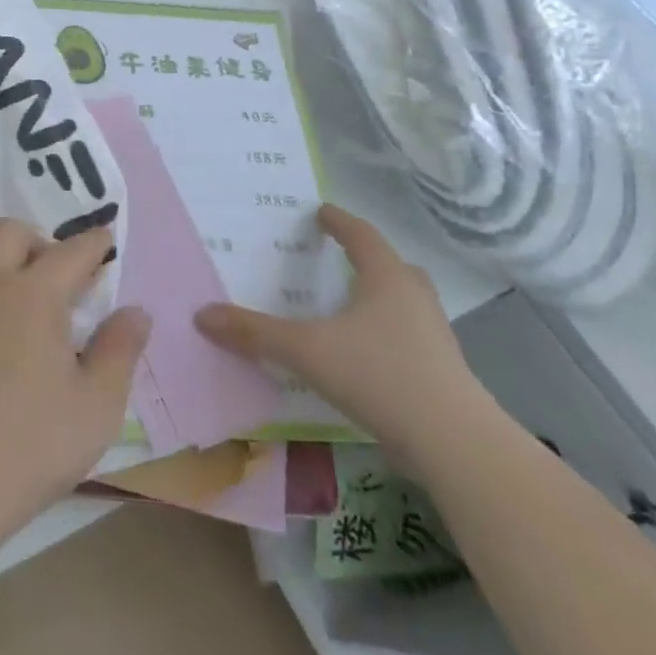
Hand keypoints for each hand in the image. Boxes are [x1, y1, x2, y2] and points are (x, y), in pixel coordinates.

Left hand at [0, 219, 149, 540]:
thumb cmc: (32, 445)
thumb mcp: (97, 406)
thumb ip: (120, 350)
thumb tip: (135, 312)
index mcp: (33, 297)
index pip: (71, 251)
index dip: (94, 243)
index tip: (106, 241)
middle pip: (9, 233)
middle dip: (40, 241)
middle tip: (61, 279)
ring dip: (6, 275)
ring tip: (27, 323)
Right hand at [195, 205, 492, 474]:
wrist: (453, 443)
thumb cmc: (379, 376)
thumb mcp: (305, 350)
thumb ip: (254, 332)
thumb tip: (201, 315)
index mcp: (387, 280)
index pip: (362, 236)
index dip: (339, 222)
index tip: (321, 211)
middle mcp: (414, 300)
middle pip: (393, 267)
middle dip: (367, 259)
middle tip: (339, 258)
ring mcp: (433, 337)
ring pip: (405, 303)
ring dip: (379, 297)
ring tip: (348, 305)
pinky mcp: (439, 372)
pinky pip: (407, 337)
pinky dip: (383, 333)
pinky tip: (361, 354)